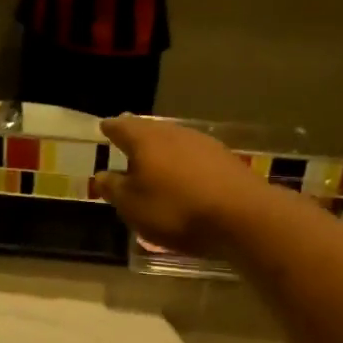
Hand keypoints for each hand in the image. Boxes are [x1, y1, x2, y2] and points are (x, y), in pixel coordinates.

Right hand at [94, 116, 263, 258]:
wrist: (241, 215)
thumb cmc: (175, 209)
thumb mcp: (132, 206)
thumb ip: (114, 188)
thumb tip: (101, 175)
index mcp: (145, 140)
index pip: (121, 127)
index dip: (111, 128)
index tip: (104, 126)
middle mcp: (174, 133)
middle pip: (150, 130)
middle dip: (137, 135)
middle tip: (127, 137)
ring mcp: (203, 144)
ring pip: (174, 141)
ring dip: (162, 149)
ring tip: (154, 159)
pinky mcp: (225, 160)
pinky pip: (194, 156)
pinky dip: (183, 162)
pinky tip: (184, 175)